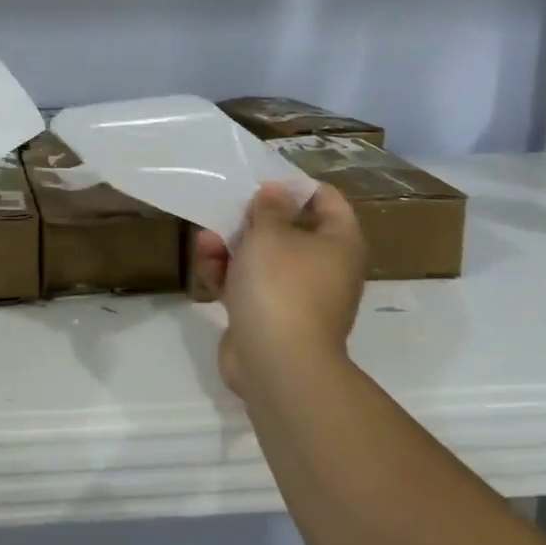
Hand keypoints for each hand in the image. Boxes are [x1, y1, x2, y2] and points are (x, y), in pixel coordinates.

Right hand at [191, 182, 366, 403]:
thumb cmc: (282, 285)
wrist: (277, 362)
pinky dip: (227, 274)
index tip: (262, 182)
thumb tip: (277, 193)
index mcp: (339, 243)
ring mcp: (296, 296)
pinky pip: (248, 285)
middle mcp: (324, 268)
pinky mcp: (269, 317)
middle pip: (290, 230)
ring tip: (207, 239)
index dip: (295, 186)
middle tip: (229, 208)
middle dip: (253, 219)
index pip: (327, 200)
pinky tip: (206, 265)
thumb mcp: (270, 233)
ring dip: (232, 245)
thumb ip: (269, 208)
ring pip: (263, 259)